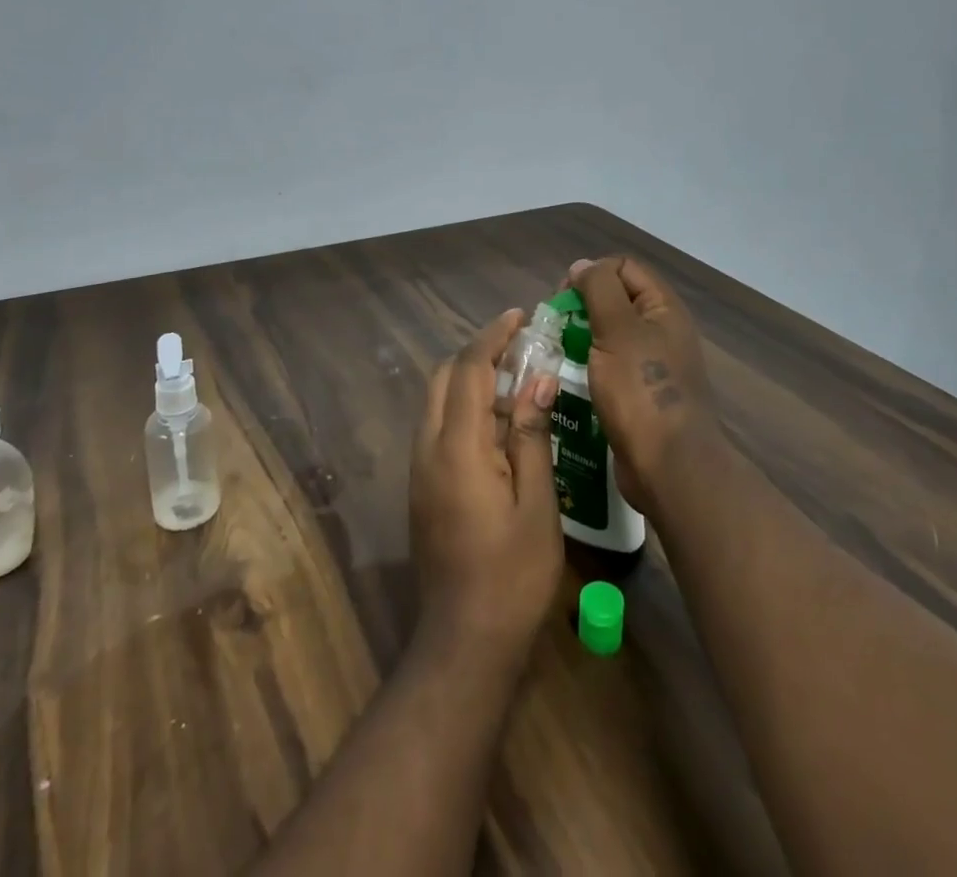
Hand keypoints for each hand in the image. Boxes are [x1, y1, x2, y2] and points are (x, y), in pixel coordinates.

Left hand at [411, 310, 564, 668]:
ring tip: (516, 379)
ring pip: (438, 400)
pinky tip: (500, 423)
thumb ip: (531, 434)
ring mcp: (420, 468)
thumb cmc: (513, 574)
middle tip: (520, 347)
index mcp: (457, 447)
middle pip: (445, 377)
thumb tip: (537, 379)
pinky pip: (438, 426)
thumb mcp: (536, 502)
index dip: (493, 336)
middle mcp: (428, 448)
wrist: (465, 640)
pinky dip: (465, 407)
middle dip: (478, 352)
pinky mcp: (422, 486)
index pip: (470, 369)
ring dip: (471, 379)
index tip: (519, 316)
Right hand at [571, 257, 724, 510]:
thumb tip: (582, 265)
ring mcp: (651, 364)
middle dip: (582, 307)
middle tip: (556, 328)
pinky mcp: (639, 394)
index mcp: (663, 308)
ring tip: (557, 353)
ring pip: (609, 335)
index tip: (564, 298)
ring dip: (581, 338)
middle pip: (616, 300)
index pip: (623, 267)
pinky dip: (588, 366)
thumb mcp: (617, 329)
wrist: (669, 466)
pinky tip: (568, 380)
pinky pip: (609, 366)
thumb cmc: (641, 390)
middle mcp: (661, 330)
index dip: (592, 273)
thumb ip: (599, 289)